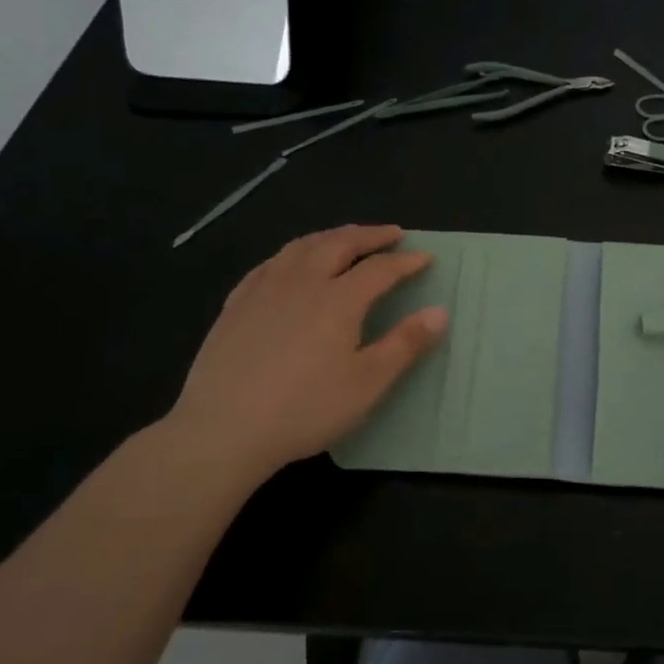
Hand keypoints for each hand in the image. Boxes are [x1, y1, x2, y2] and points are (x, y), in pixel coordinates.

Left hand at [159, 225, 446, 496]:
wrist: (223, 430)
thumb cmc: (305, 409)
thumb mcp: (367, 383)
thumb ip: (405, 344)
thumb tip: (439, 311)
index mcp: (338, 300)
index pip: (379, 269)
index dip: (406, 261)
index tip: (426, 257)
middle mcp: (301, 283)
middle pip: (339, 244)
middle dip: (369, 235)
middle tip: (391, 234)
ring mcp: (263, 290)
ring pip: (301, 247)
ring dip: (331, 237)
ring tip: (347, 238)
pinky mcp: (236, 306)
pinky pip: (269, 264)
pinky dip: (292, 254)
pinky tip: (291, 264)